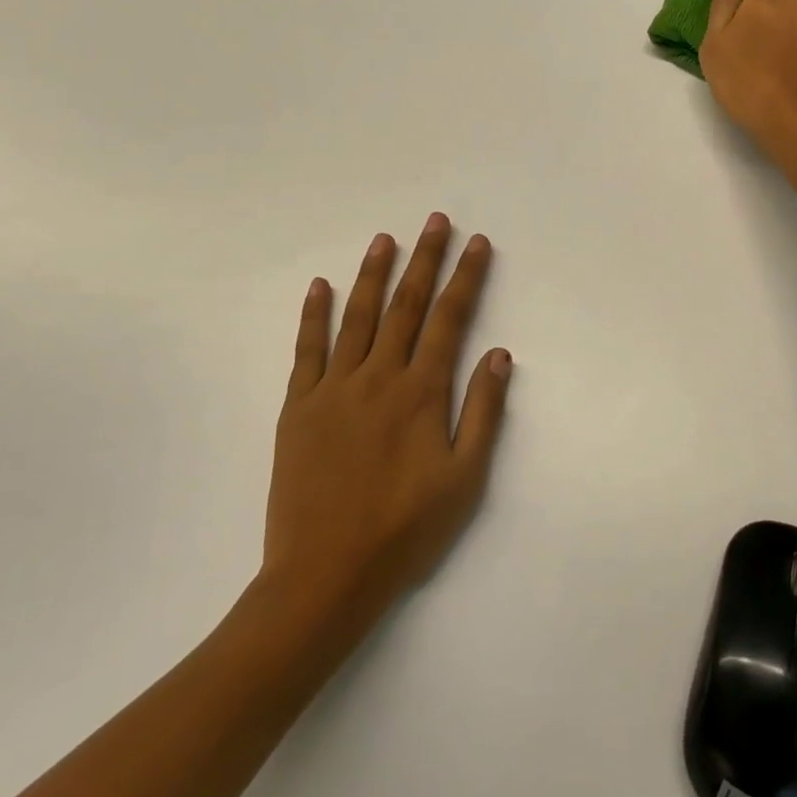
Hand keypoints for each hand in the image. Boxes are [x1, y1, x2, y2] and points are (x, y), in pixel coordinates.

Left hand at [256, 215, 512, 636]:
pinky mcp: (299, 407)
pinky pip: (306, 350)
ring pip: (357, 317)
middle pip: (406, 306)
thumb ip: (482, 412)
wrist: (325, 575)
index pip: (450, 320)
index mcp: (421, 393)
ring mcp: (334, 389)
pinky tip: (320, 286)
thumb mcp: (464, 478)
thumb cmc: (405, 531)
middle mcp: (378, 377)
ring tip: (385, 239)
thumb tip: (498, 353)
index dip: (466, 278)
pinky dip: (313, 315)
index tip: (477, 243)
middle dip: (424, 260)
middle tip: (435, 221)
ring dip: (373, 274)